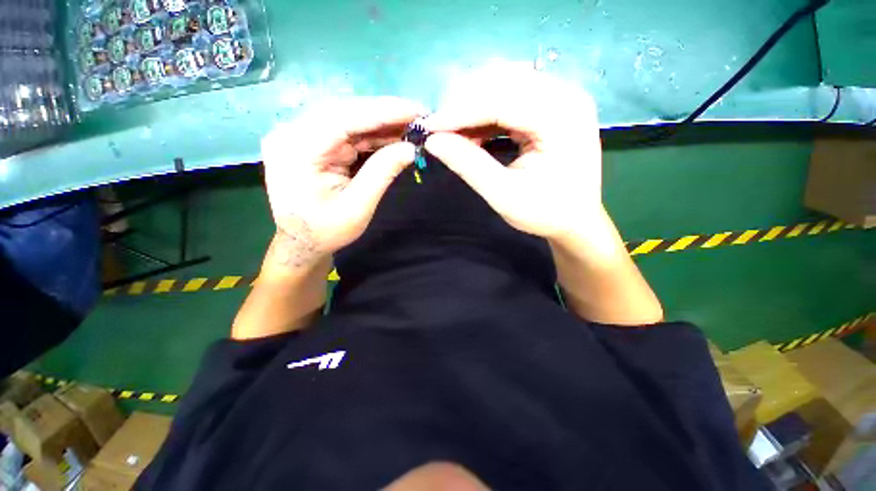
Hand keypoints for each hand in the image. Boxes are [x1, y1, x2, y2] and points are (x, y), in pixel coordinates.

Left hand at [261, 97, 423, 267]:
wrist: (301, 241)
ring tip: (411, 125)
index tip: (416, 109)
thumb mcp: (358, 207)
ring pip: (347, 119)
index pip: (344, 118)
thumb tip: (411, 148)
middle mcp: (293, 133)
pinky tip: (392, 135)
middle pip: (345, 113)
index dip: (383, 111)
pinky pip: (345, 131)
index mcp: (297, 150)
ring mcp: (300, 135)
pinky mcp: (311, 141)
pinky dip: (370, 134)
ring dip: (380, 123)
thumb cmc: (326, 230)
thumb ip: (382, 174)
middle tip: (419, 116)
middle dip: (385, 114)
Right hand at [423, 68, 601, 239]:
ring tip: (454, 131)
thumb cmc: (544, 212)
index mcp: (562, 118)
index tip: (429, 127)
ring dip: (473, 103)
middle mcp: (566, 95)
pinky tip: (473, 129)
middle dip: (464, 103)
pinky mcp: (552, 104)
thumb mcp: (503, 195)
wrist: (576, 219)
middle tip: (439, 129)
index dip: (460, 111)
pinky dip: (486, 109)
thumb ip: (469, 165)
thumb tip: (433, 141)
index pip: (502, 100)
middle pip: (503, 81)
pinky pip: (512, 94)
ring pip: (505, 82)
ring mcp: (561, 96)